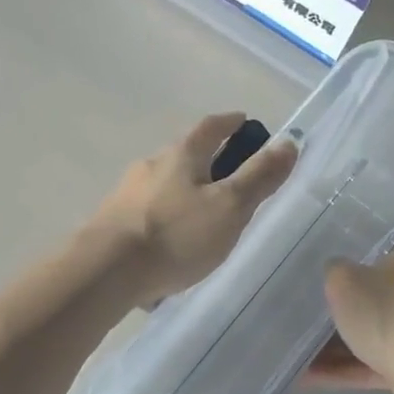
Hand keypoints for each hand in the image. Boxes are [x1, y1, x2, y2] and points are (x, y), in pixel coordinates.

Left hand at [88, 113, 296, 306]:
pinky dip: (167, 219)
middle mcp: (151, 166)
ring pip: (165, 185)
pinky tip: (173, 244)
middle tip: (231, 177)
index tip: (244, 121)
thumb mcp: (229, 207)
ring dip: (185, 192)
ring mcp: (127, 194)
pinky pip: (148, 214)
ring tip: (205, 217)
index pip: (210, 127)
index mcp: (181, 155)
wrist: (104, 272)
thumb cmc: (175, 235)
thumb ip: (259, 177)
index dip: (230, 122)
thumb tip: (288, 142)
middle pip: (184, 155)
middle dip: (208, 160)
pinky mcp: (113, 223)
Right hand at [320, 251, 393, 392]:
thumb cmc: (383, 313)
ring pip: (369, 338)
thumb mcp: (344, 280)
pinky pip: (372, 365)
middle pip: (370, 304)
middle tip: (307, 326)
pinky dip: (345, 370)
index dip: (346, 278)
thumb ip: (334, 271)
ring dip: (335, 349)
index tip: (321, 293)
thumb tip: (338, 276)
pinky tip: (311, 377)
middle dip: (338, 318)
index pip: (374, 265)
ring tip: (300, 358)